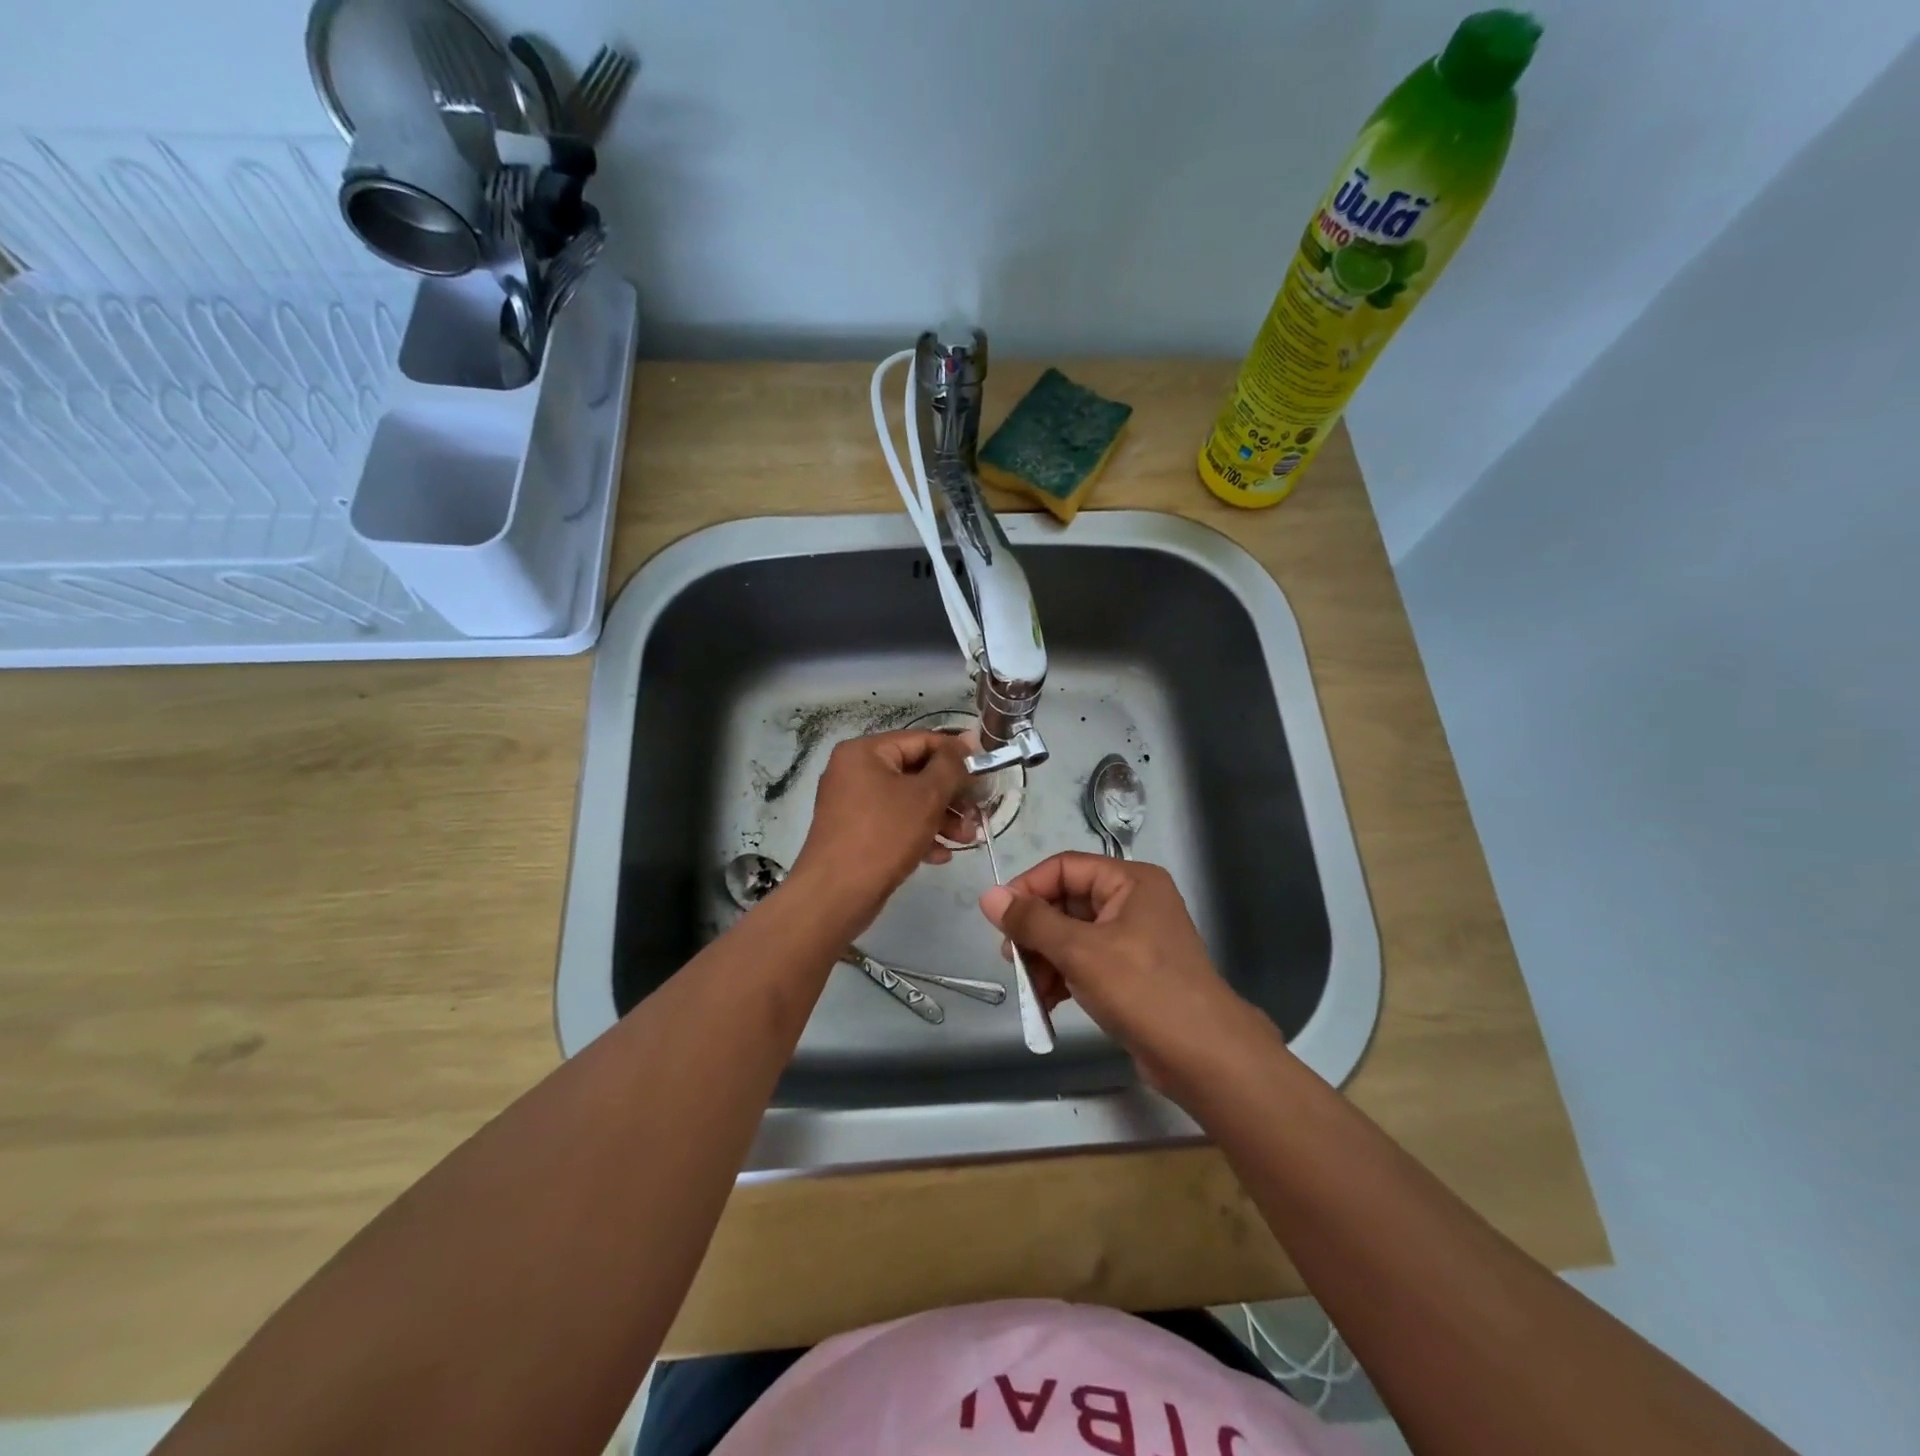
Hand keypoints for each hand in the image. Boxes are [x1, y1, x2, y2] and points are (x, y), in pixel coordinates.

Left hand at [790, 730, 971, 931]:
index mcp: (865, 752)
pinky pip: (894, 823)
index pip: (921, 741)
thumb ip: (951, 766)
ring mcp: (853, 804)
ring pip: (907, 801)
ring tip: (967, 839)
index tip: (985, 773)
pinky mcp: (855, 832)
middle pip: (915, 772)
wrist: (835, 895)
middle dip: (951, 795)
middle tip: (978, 814)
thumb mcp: (926, 796)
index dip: (957, 755)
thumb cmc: (883, 835)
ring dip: (941, 818)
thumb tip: (968, 740)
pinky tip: (942, 854)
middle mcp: (855, 771)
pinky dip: (919, 833)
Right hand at [979, 853, 1262, 1093]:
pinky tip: (1048, 1003)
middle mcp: (1134, 901)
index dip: (1028, 888)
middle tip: (1010, 958)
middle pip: (1067, 902)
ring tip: (1029, 988)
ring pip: (1074, 935)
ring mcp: (1136, 938)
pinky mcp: (1134, 973)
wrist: (1204, 1057)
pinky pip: (1088, 962)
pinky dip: (1065, 977)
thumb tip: (988, 896)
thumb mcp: (1079, 950)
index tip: (998, 919)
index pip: (1065, 868)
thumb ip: (1032, 922)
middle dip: (1036, 931)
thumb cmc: (1141, 989)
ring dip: (1046, 959)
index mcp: (1130, 881)